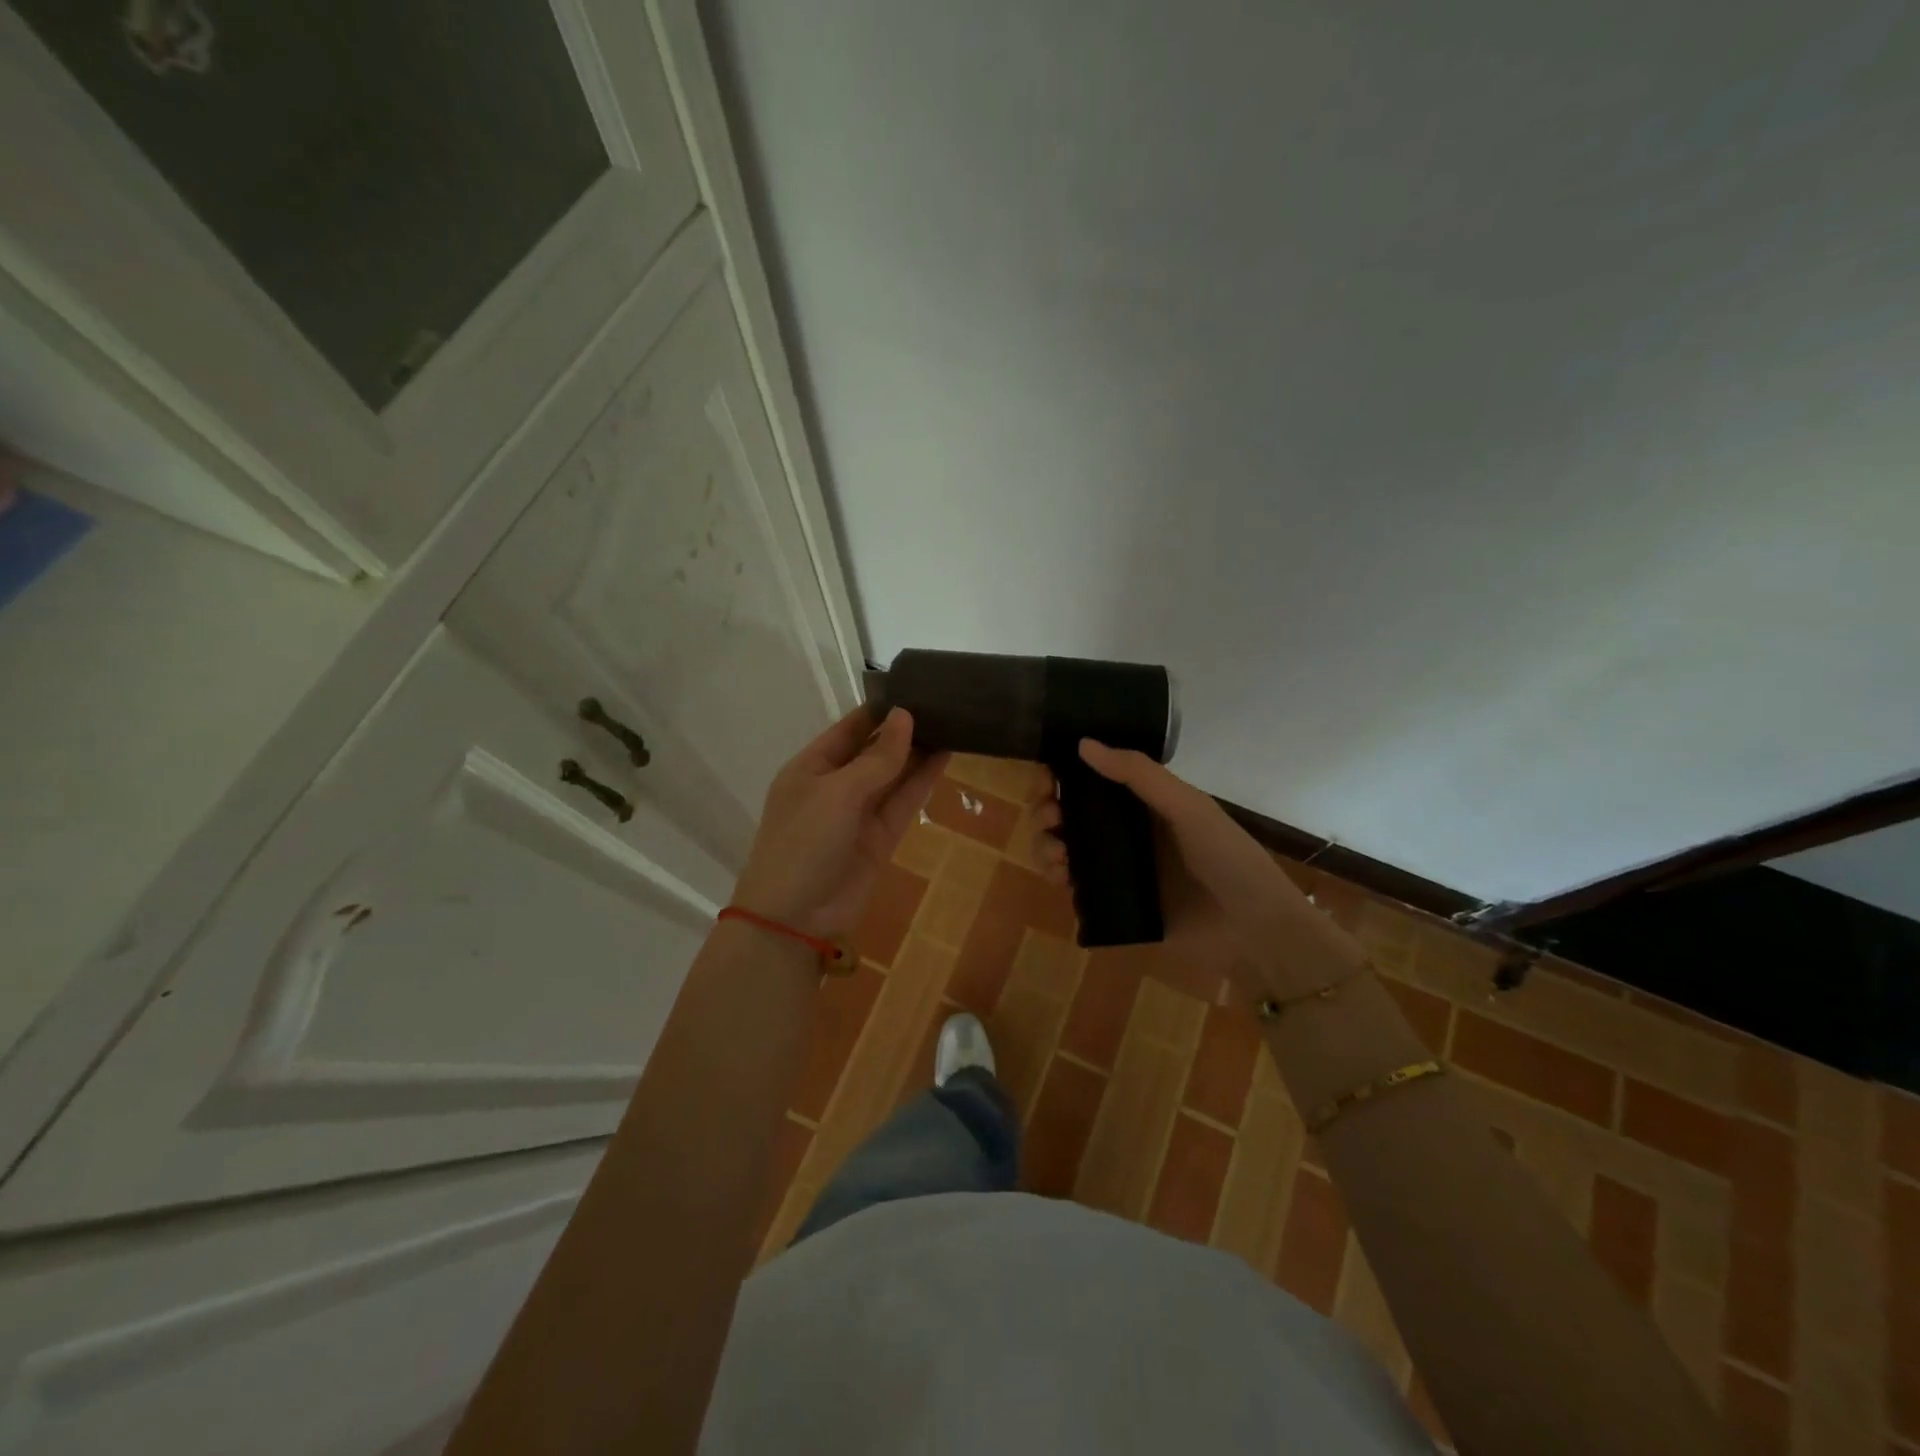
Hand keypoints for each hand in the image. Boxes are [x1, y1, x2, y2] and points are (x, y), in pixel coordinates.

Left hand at [734, 706, 944, 939]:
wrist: (795, 917)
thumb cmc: (804, 841)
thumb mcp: (837, 792)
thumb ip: (877, 758)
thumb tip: (905, 717)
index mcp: (811, 767)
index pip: (849, 729)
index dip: (880, 710)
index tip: (915, 688)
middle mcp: (835, 785)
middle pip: (874, 750)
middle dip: (903, 730)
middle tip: (943, 703)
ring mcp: (858, 813)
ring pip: (893, 776)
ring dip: (918, 753)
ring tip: (952, 723)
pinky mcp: (880, 838)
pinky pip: (903, 802)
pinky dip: (921, 782)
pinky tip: (944, 757)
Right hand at [1032, 740, 1335, 993]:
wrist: (1253, 930)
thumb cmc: (1227, 858)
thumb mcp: (1188, 807)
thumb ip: (1139, 775)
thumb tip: (1083, 743)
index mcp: (1144, 802)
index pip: (1091, 778)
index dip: (1062, 774)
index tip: (1046, 779)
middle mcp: (1126, 830)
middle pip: (1069, 812)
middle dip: (1047, 809)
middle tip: (1050, 818)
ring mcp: (1119, 868)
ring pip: (1065, 847)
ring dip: (1046, 843)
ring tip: (1055, 854)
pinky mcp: (1114, 903)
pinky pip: (1074, 885)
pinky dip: (1056, 876)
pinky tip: (1059, 877)